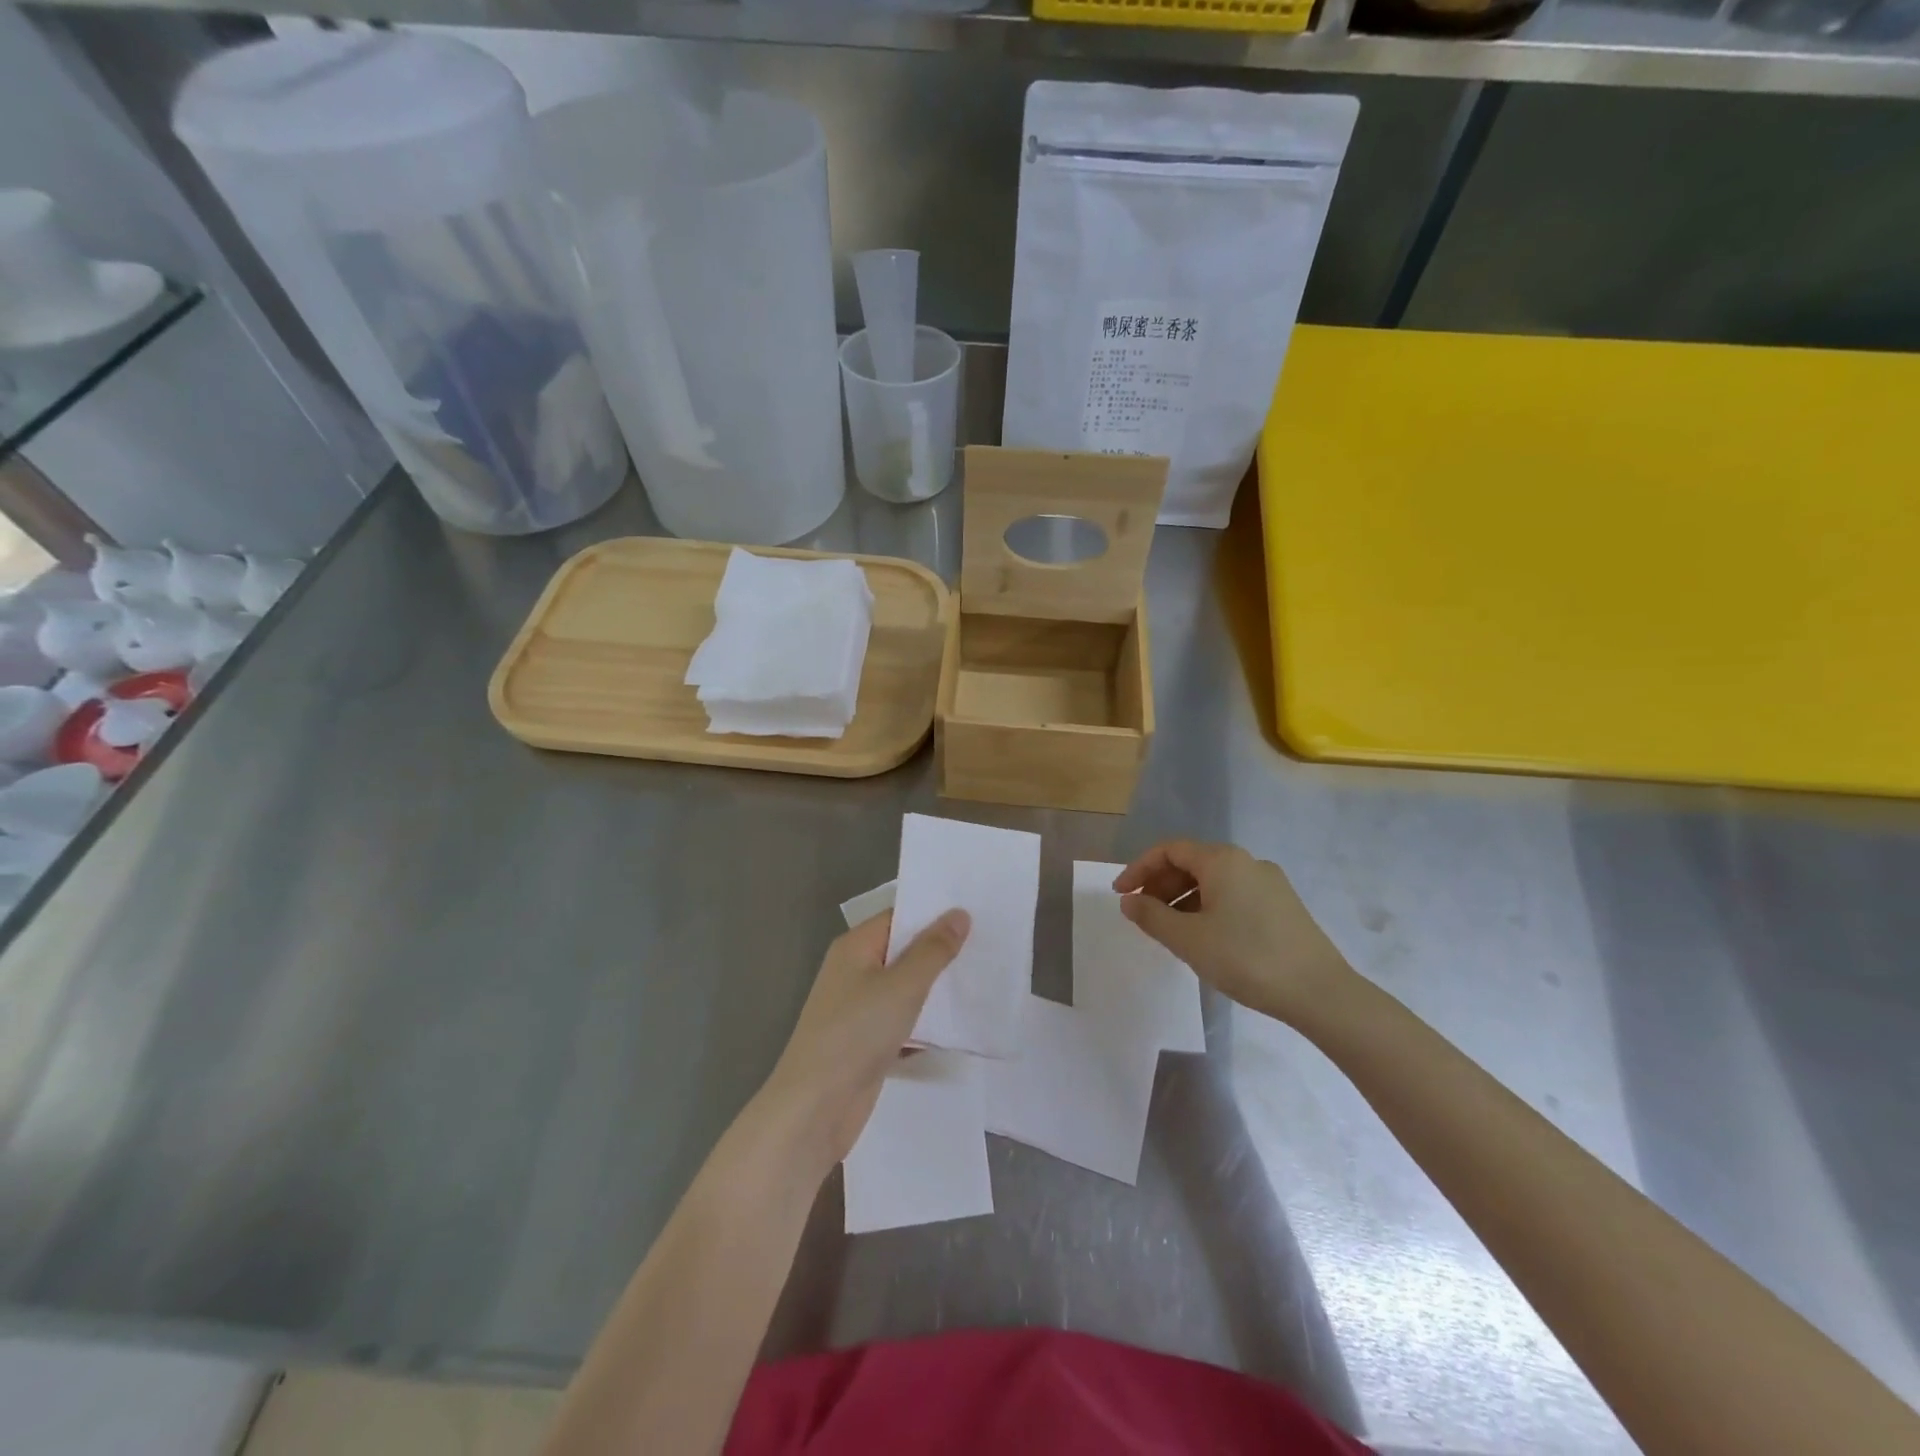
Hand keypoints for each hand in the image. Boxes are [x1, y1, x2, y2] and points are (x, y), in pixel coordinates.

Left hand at [756, 908, 969, 1170]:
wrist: (815, 1109)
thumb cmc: (856, 1034)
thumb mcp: (901, 986)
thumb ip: (933, 950)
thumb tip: (959, 914)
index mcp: (855, 947)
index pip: (899, 917)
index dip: (934, 913)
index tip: (976, 912)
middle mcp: (854, 971)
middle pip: (903, 951)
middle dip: (941, 950)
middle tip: (989, 945)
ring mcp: (859, 1009)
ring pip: (906, 988)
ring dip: (937, 987)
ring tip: (983, 979)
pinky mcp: (867, 1042)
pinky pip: (903, 1020)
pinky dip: (926, 1021)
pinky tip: (960, 1025)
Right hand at [1113, 840, 1351, 1026]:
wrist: (1320, 992)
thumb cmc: (1246, 958)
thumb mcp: (1188, 939)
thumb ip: (1152, 917)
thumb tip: (1129, 902)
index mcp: (1222, 860)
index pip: (1169, 850)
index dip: (1139, 869)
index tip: (1121, 895)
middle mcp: (1247, 862)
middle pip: (1192, 862)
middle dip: (1161, 885)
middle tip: (1142, 914)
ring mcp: (1269, 883)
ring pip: (1214, 881)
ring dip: (1183, 899)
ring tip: (1169, 930)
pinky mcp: (1283, 906)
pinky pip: (1233, 895)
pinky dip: (1208, 907)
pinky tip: (1205, 938)